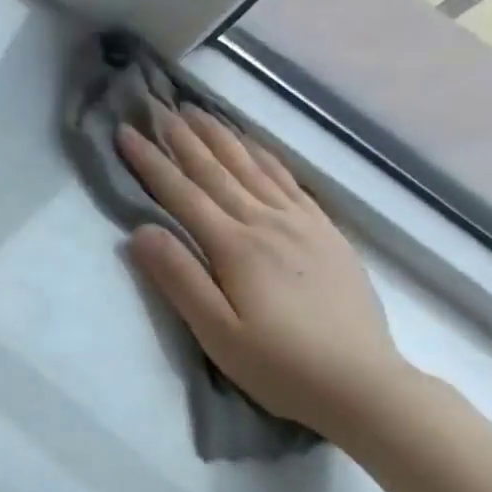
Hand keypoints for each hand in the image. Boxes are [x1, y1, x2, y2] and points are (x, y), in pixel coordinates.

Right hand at [117, 104, 416, 437]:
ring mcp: (301, 224)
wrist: (365, 385)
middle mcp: (267, 223)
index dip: (151, 161)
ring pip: (253, 167)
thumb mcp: (216, 332)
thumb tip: (141, 230)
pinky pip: (290, 181)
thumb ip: (178, 278)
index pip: (182, 193)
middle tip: (157, 105)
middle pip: (216, 170)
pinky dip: (266, 156)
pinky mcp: (326, 233)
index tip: (126, 132)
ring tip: (197, 111)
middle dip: (183, 137)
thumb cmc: (279, 365)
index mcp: (236, 246)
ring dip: (221, 136)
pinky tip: (254, 145)